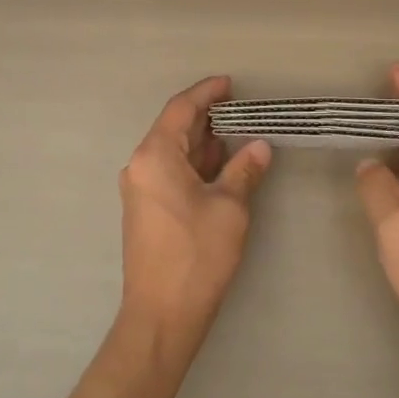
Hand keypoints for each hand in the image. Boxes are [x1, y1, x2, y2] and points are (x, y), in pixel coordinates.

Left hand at [117, 77, 271, 363]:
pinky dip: (195, 164)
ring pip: (173, 152)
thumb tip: (259, 146)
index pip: (180, 109)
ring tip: (237, 132)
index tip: (229, 83)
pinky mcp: (146, 210)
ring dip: (203, 142)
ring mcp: (140, 189)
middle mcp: (140, 166)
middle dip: (207, 117)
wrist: (161, 314)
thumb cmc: (196, 255)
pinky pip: (170, 172)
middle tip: (241, 108)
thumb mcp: (229, 208)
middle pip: (174, 129)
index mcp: (154, 156)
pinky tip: (220, 166)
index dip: (206, 93)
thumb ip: (243, 171)